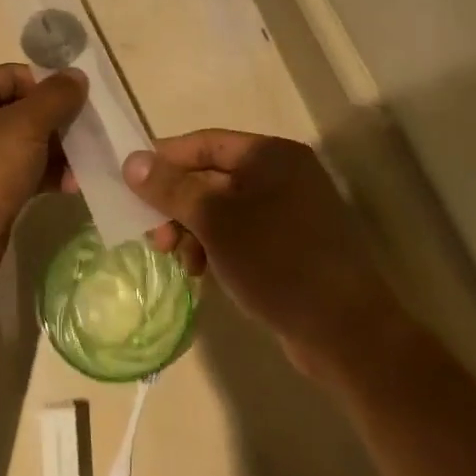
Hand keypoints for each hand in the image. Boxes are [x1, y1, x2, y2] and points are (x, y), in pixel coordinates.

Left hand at [0, 64, 87, 289]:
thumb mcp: (25, 127)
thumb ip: (55, 97)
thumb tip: (77, 75)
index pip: (15, 75)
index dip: (48, 88)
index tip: (80, 107)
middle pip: (22, 109)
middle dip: (58, 124)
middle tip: (90, 137)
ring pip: (25, 142)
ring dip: (57, 153)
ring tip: (84, 167)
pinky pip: (20, 170)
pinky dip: (44, 174)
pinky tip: (70, 186)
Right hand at [122, 132, 381, 372]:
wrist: (346, 332)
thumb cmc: (276, 261)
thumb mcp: (215, 221)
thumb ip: (171, 188)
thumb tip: (131, 161)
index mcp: (270, 156)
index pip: (203, 143)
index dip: (163, 160)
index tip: (129, 183)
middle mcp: (282, 175)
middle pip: (210, 177)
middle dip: (177, 205)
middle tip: (154, 235)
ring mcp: (290, 211)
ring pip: (222, 209)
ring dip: (192, 230)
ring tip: (179, 260)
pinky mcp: (291, 245)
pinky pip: (240, 233)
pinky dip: (215, 246)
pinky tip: (202, 272)